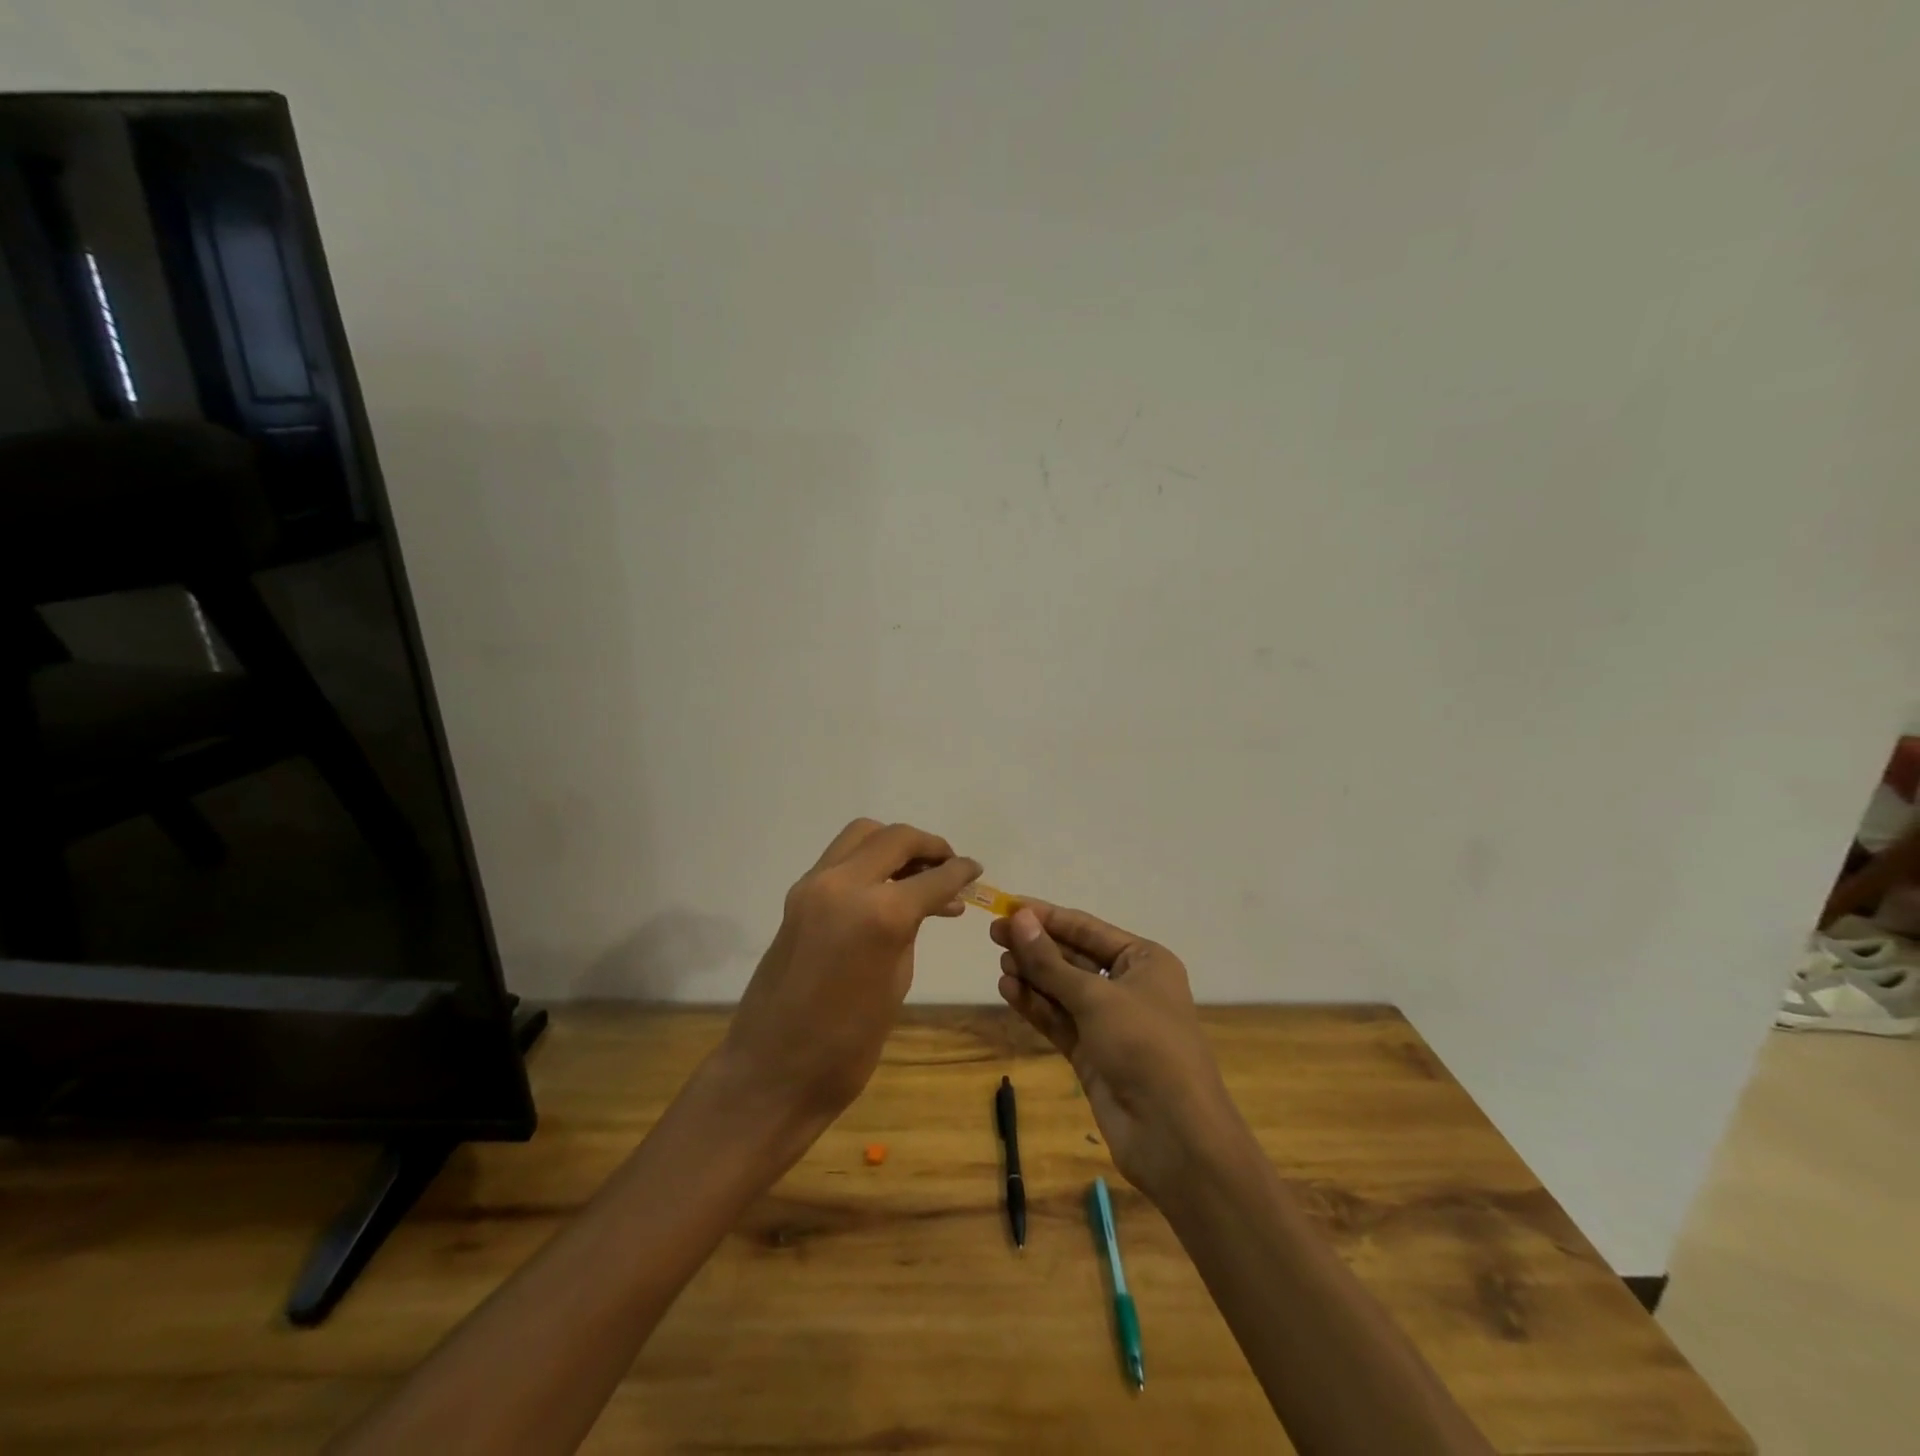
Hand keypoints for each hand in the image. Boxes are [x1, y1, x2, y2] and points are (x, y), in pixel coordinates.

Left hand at [721, 819, 980, 1128]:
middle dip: (928, 846)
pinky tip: (885, 887)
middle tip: (948, 866)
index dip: (960, 871)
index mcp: (879, 913)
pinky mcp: (797, 895)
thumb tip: (929, 903)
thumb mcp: (896, 982)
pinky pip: (840, 857)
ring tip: (916, 872)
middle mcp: (844, 884)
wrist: (771, 1070)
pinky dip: (868, 860)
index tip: (975, 870)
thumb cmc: (847, 1044)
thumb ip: (910, 930)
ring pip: (862, 834)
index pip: (932, 877)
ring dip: (893, 844)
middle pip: (894, 837)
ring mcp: (814, 885)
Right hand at [991, 903, 1244, 1198]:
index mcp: (1144, 960)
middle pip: (1073, 957)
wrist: (1173, 1136)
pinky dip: (1035, 1005)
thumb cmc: (1145, 1046)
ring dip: (1033, 975)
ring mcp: (1110, 1022)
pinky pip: (1059, 1020)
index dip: (1046, 916)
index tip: (1008, 905)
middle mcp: (1128, 986)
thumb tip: (1018, 918)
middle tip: (995, 934)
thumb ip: (1050, 961)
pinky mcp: (1093, 1054)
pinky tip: (1008, 989)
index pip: (1087, 928)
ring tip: (1000, 963)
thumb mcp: (1095, 997)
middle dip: (1036, 946)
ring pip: (1063, 989)